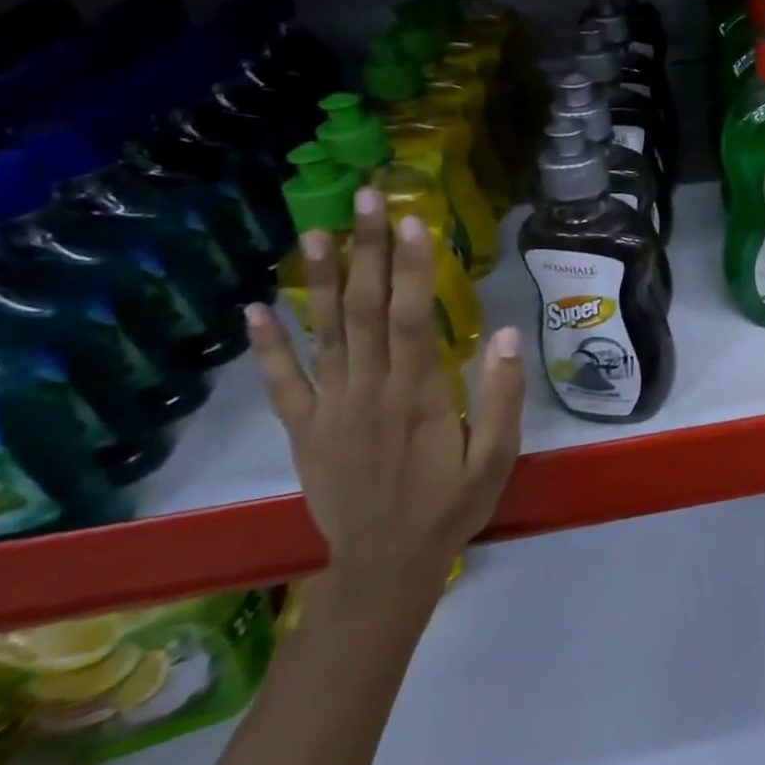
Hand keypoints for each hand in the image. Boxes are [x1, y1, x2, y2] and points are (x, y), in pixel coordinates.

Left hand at [246, 186, 524, 593]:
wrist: (386, 566)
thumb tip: (509, 334)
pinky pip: (283, 384)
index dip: (411, 267)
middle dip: (368, 251)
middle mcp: (368, 392)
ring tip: (316, 232)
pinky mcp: (306, 430)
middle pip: (365, 311)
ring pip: (324, 334)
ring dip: (320, 281)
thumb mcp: (497, 457)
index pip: (411, 318)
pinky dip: (268, 346)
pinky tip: (255, 309)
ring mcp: (330, 410)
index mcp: (418, 396)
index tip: (412, 219)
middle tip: (367, 199)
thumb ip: (503, 396)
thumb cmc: (452, 505)